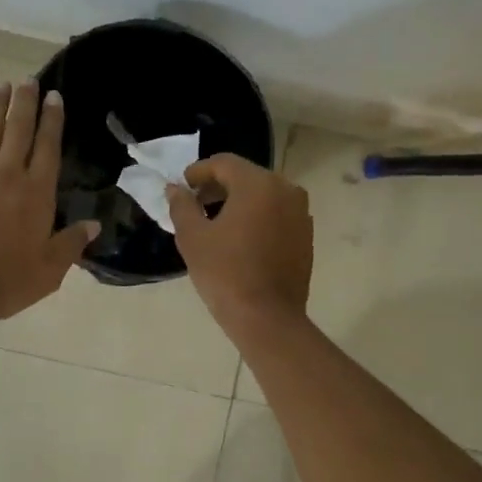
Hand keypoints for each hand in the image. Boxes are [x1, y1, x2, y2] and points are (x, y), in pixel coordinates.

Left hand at [0, 80, 98, 325]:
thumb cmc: (4, 281)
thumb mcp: (50, 271)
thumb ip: (71, 244)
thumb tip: (94, 225)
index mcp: (36, 192)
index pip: (48, 147)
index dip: (52, 120)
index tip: (54, 96)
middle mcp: (6, 175)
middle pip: (17, 130)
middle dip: (24, 103)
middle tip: (27, 81)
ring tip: (0, 88)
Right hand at [166, 154, 312, 337]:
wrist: (267, 318)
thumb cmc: (225, 273)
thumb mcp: (193, 237)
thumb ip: (182, 205)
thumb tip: (175, 189)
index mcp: (258, 184)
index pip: (224, 163)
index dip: (199, 171)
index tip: (183, 186)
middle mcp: (286, 189)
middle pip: (246, 176)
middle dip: (219, 186)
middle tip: (196, 203)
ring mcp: (301, 213)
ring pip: (264, 195)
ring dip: (239, 201)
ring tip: (216, 222)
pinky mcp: (306, 235)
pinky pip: (277, 214)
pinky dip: (258, 217)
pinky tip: (241, 238)